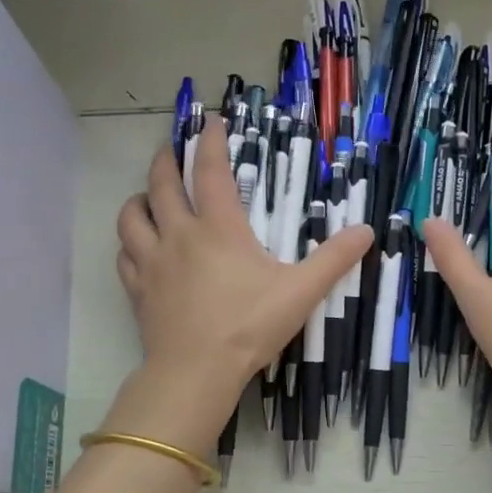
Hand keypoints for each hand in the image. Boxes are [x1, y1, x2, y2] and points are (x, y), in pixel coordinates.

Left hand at [111, 115, 371, 453]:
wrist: (197, 371)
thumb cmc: (250, 326)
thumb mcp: (301, 292)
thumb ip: (334, 259)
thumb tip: (367, 231)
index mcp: (218, 228)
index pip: (209, 170)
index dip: (210, 141)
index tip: (211, 121)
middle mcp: (179, 235)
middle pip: (161, 183)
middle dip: (167, 158)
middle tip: (174, 148)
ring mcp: (152, 262)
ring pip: (131, 216)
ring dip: (140, 198)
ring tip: (150, 196)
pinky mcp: (137, 290)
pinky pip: (124, 255)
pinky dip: (130, 242)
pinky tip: (140, 247)